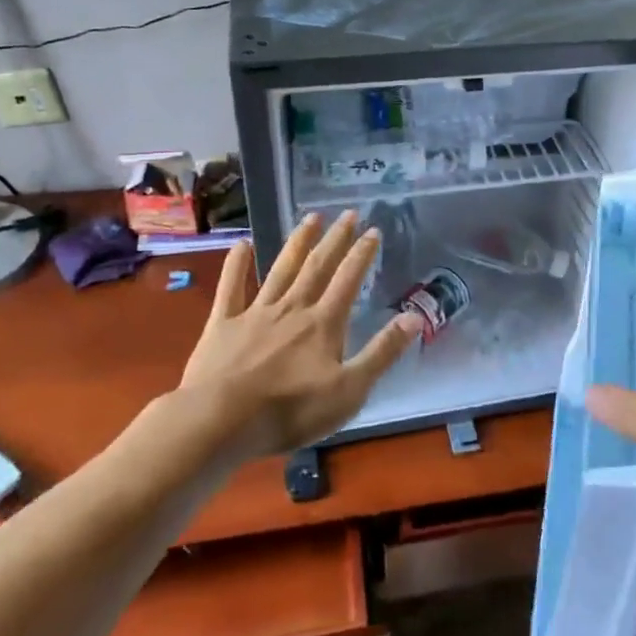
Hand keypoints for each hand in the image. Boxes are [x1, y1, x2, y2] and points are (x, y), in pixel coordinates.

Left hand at [168, 211, 423, 459]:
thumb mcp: (350, 390)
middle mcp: (292, 308)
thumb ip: (382, 352)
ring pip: (281, 269)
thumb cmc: (290, 411)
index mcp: (323, 324)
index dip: (362, 254)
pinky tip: (242, 244)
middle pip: (317, 267)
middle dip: (335, 239)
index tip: (373, 230)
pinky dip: (237, 265)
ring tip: (311, 217)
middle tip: (348, 214)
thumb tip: (415, 317)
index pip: (348, 280)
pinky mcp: (222, 324)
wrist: (220, 421)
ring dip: (298, 242)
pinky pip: (231, 288)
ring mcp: (255, 313)